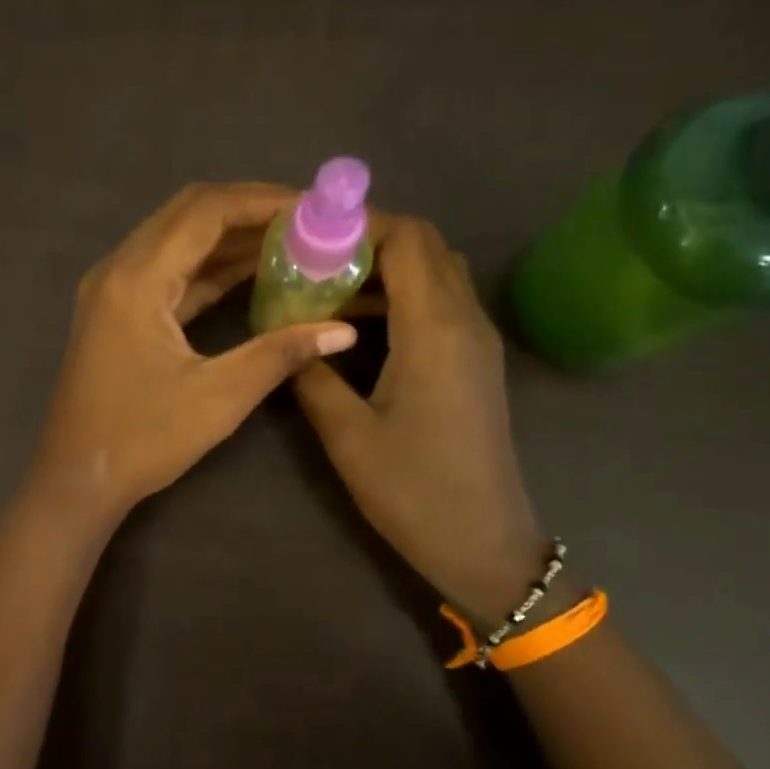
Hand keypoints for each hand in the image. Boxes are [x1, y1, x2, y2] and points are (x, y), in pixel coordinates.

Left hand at [30, 183, 359, 528]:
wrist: (78, 480)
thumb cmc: (142, 440)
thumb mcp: (218, 397)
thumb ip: (279, 354)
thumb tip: (342, 331)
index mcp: (136, 279)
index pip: (205, 211)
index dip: (263, 201)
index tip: (314, 208)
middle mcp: (119, 269)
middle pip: (189, 214)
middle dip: (250, 211)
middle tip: (307, 222)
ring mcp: (114, 290)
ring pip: (178, 242)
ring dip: (230, 239)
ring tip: (291, 242)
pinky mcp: (118, 312)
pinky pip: (169, 273)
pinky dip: (210, 268)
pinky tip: (253, 274)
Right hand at [294, 214, 548, 618]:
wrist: (483, 542)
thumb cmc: (413, 489)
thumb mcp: (347, 434)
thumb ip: (312, 374)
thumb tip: (286, 336)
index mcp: (434, 328)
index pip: (406, 239)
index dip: (357, 226)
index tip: (307, 240)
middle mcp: (465, 320)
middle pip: (426, 245)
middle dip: (368, 241)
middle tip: (312, 264)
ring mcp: (477, 340)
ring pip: (436, 272)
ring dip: (385, 269)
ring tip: (327, 292)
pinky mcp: (476, 361)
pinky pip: (442, 303)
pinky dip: (402, 296)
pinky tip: (359, 327)